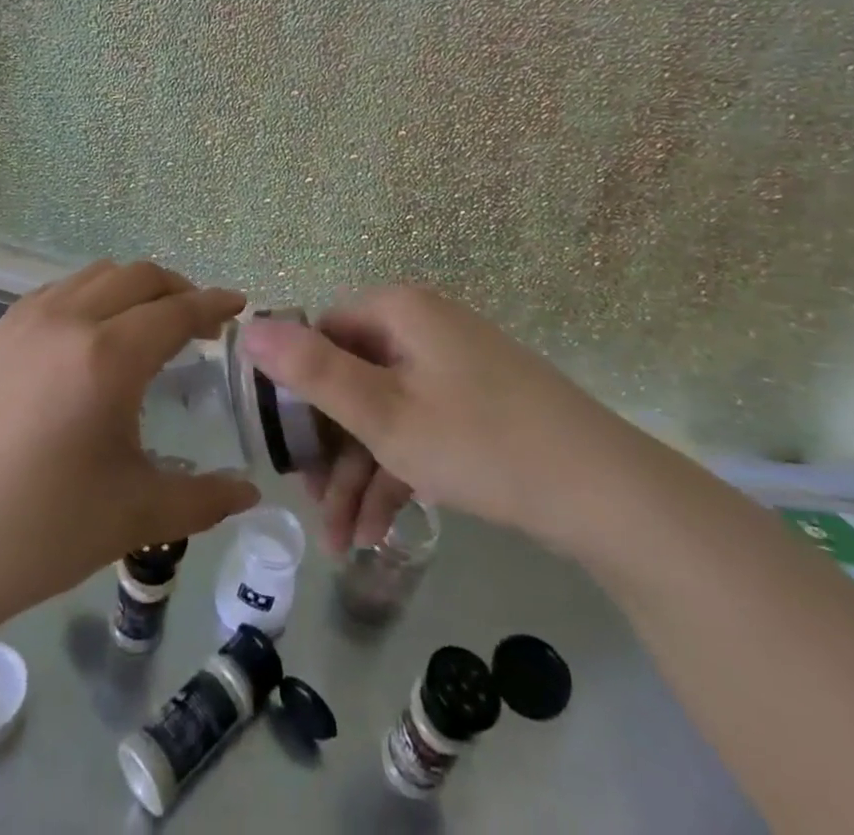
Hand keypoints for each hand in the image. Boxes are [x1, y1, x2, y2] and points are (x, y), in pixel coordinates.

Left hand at [0, 260, 259, 624]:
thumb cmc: (40, 531)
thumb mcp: (135, 517)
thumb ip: (203, 499)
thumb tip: (251, 494)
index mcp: (108, 358)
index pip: (177, 311)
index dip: (214, 305)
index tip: (239, 306)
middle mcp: (70, 320)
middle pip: (140, 276)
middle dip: (179, 289)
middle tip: (199, 321)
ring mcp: (28, 319)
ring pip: (98, 275)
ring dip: (135, 288)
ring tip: (149, 322)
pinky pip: (61, 290)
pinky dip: (93, 295)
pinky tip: (94, 334)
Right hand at [240, 285, 641, 553]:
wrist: (605, 494)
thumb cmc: (480, 442)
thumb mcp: (384, 414)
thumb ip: (312, 371)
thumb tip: (248, 327)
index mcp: (398, 311)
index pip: (321, 332)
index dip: (295, 388)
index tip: (283, 448)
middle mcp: (421, 325)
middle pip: (350, 377)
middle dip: (328, 449)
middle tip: (313, 507)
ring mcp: (450, 364)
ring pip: (382, 410)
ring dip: (358, 473)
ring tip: (342, 543)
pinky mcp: (473, 401)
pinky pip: (417, 425)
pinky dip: (395, 472)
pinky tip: (378, 531)